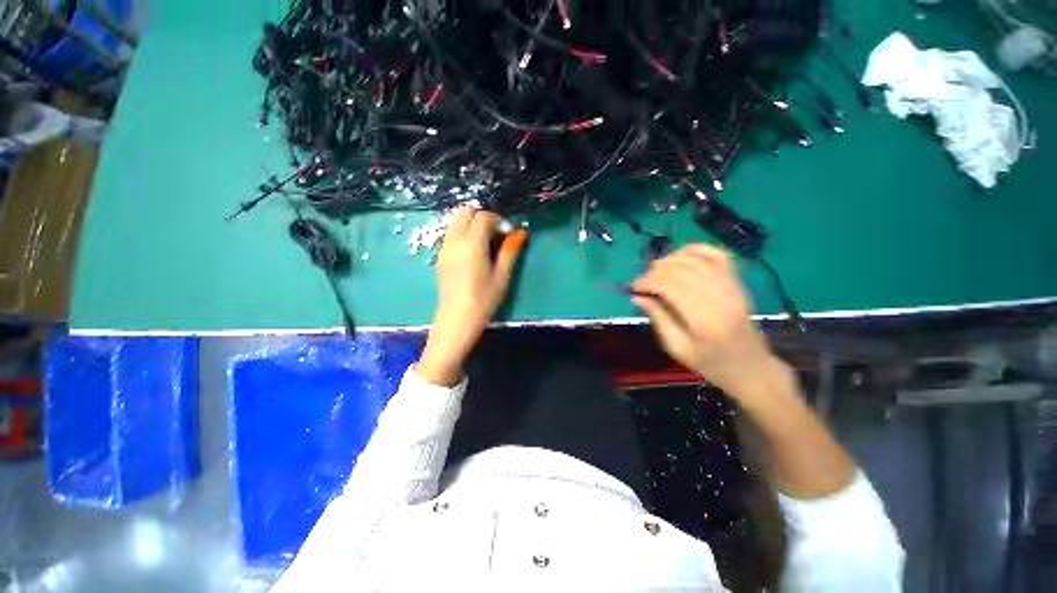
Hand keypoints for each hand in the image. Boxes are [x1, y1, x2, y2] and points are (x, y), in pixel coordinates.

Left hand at [417, 208, 526, 385]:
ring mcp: (444, 247)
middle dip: (483, 217)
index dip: (499, 221)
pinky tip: (473, 251)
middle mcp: (454, 240)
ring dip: (472, 224)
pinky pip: (451, 233)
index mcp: (472, 244)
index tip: (508, 234)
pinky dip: (463, 232)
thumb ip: (510, 251)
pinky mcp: (440, 255)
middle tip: (497, 234)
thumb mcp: (502, 276)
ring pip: (456, 220)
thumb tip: (520, 233)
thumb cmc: (483, 300)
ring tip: (486, 243)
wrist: (456, 319)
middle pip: (466, 211)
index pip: (483, 217)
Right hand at [632, 245, 782, 399]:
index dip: (648, 282)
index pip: (670, 287)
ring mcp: (731, 286)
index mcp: (703, 319)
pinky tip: (680, 255)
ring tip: (656, 269)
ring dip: (671, 259)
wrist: (749, 365)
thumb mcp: (677, 347)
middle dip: (655, 271)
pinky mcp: (737, 281)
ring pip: (696, 260)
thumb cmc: (709, 362)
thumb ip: (658, 318)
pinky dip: (696, 249)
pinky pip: (717, 255)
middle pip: (681, 270)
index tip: (633, 288)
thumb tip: (637, 297)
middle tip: (642, 281)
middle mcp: (719, 297)